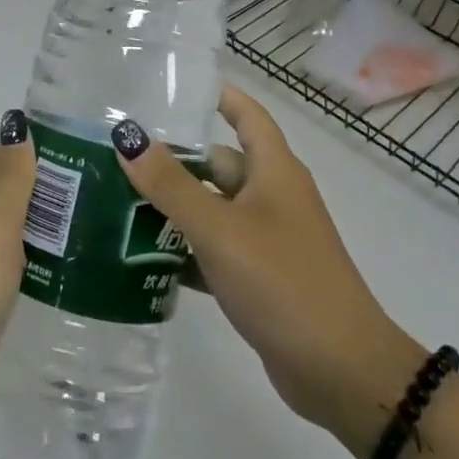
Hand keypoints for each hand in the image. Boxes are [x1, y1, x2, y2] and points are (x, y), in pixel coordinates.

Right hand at [113, 84, 422, 458]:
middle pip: (219, 164)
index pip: (247, 115)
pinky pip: (216, 250)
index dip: (219, 96)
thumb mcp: (219, 228)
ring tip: (118, 204)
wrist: (340, 371)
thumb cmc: (282, 281)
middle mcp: (273, 197)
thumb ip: (171, 185)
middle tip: (120, 157)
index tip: (175, 87)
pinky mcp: (261, 278)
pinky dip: (186, 250)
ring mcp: (268, 239)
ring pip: (214, 209)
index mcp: (274, 171)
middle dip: (175, 160)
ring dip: (175, 208)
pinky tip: (144, 257)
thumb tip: (128, 137)